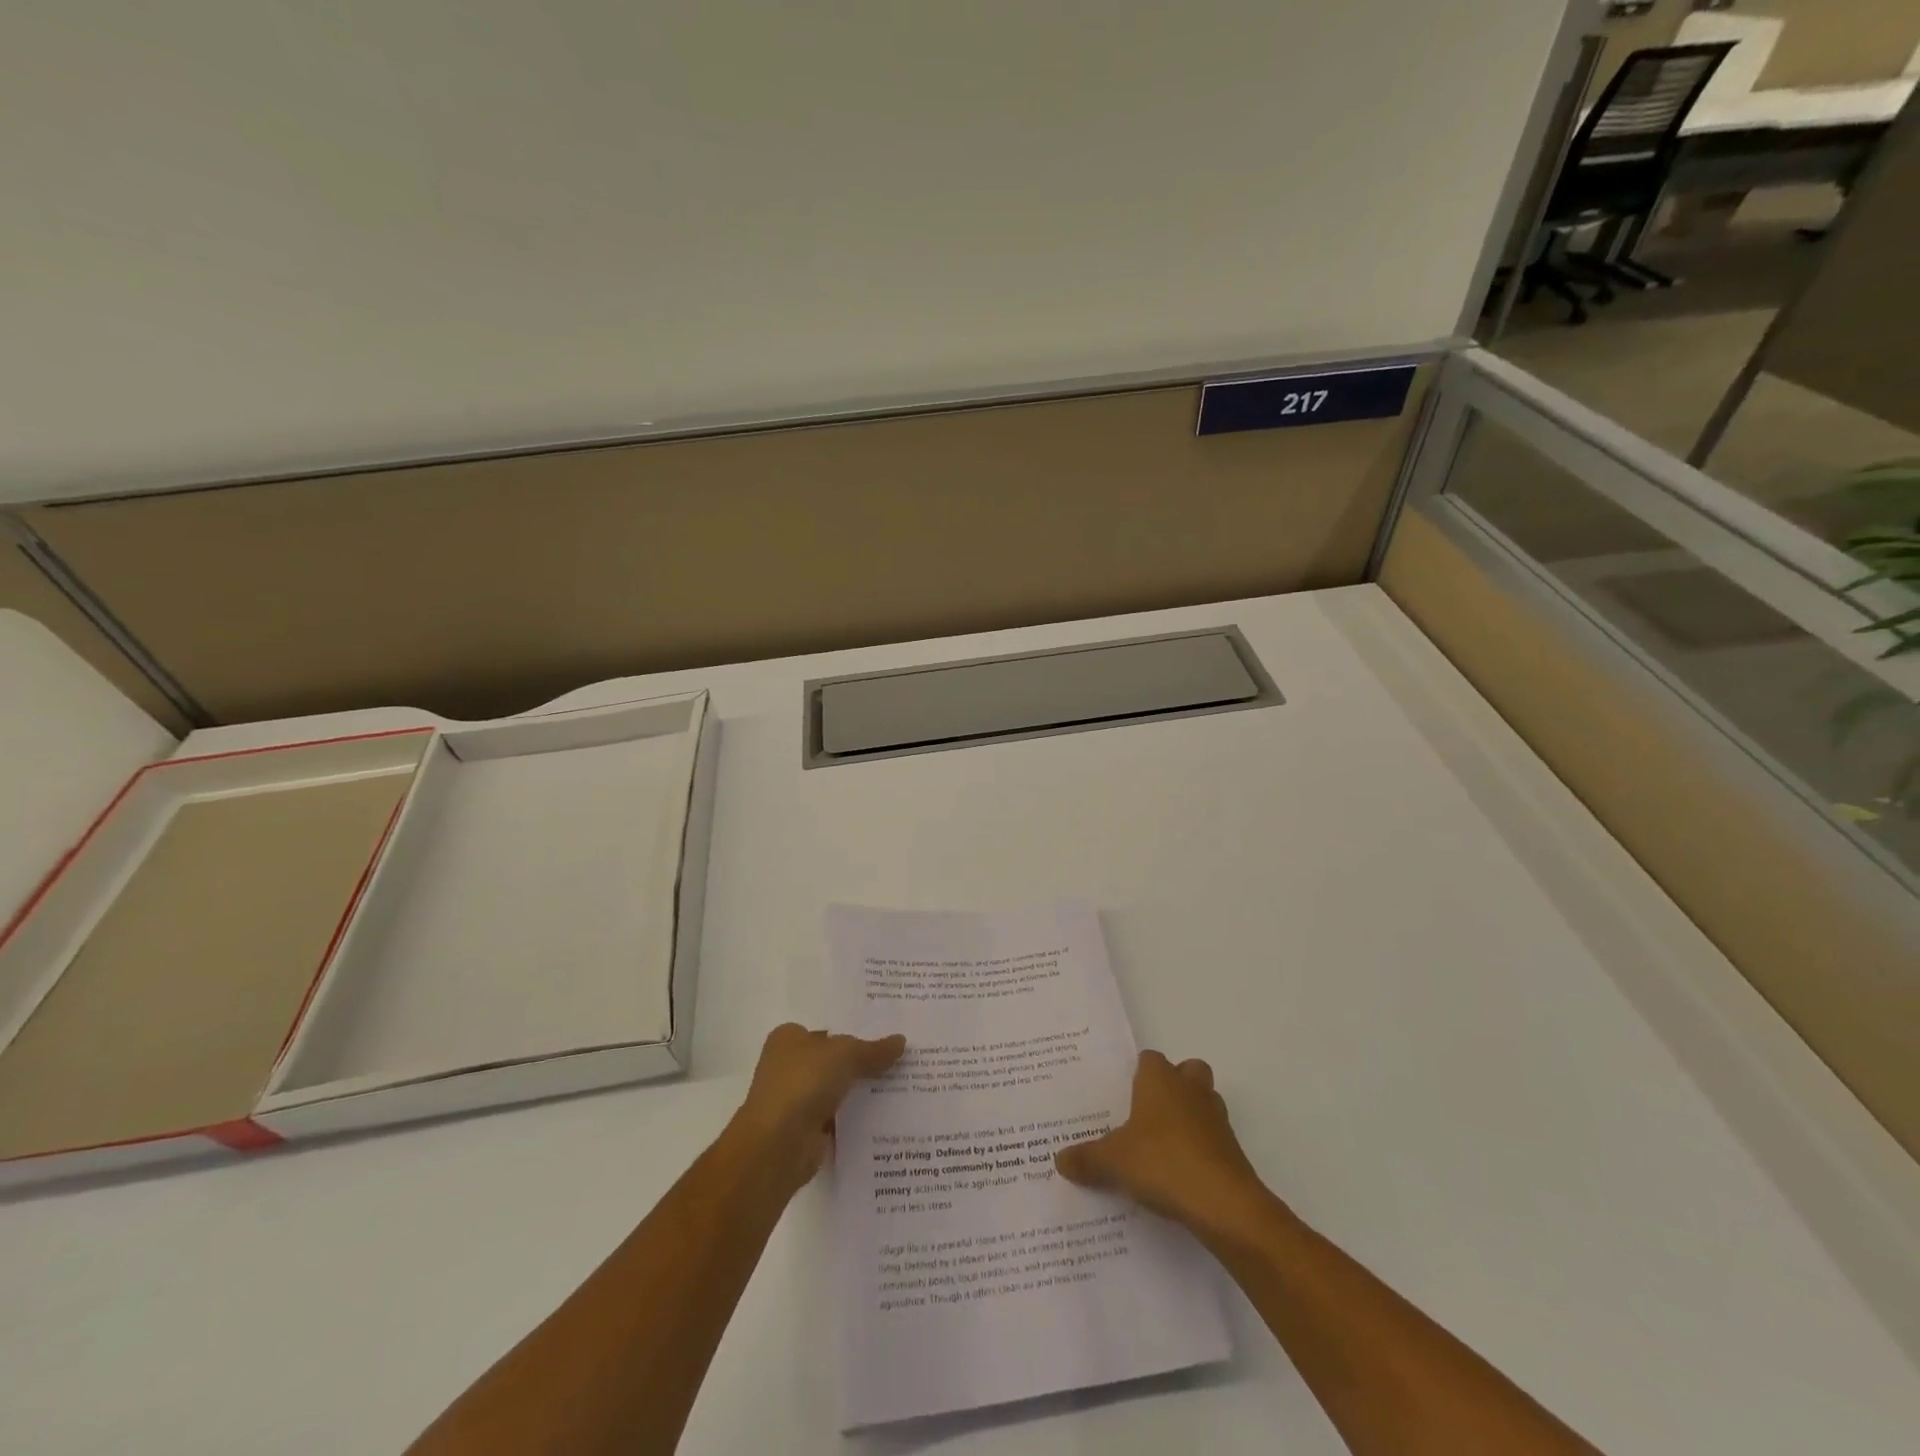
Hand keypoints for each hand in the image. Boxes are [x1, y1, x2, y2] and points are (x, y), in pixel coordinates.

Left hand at [732, 1022, 905, 1193]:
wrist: (778, 1145)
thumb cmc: (804, 1083)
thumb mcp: (845, 1054)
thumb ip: (873, 1049)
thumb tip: (901, 1041)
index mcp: (789, 1038)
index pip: (827, 1029)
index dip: (854, 1030)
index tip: (885, 1034)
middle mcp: (788, 1066)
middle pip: (833, 1059)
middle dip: (861, 1061)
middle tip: (900, 1058)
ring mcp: (796, 1100)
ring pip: (837, 1089)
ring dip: (860, 1090)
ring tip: (902, 1084)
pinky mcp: (805, 1130)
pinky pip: (838, 1117)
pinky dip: (855, 1118)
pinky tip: (885, 1115)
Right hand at [1055, 1050, 1272, 1239]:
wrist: (1223, 1204)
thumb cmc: (1163, 1162)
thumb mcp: (1113, 1162)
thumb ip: (1087, 1158)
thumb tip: (1059, 1159)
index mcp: (1160, 1080)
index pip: (1149, 1059)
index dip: (1138, 1073)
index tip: (1123, 1093)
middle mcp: (1191, 1089)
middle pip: (1187, 1071)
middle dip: (1173, 1085)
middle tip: (1148, 1113)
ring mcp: (1217, 1119)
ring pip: (1205, 1102)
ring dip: (1190, 1116)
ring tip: (1163, 1145)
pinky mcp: (1233, 1150)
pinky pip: (1213, 1138)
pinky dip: (1201, 1148)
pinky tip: (1181, 1174)